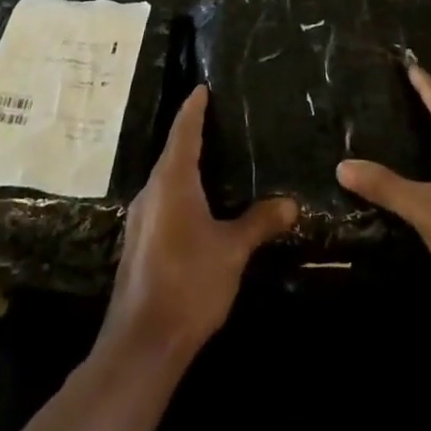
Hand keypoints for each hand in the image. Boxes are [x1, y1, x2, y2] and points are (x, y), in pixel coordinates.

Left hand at [99, 86, 295, 365]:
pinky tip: (198, 204)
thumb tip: (292, 204)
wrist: (143, 342)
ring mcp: (141, 217)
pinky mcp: (139, 241)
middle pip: (172, 152)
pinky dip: (180, 190)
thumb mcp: (232, 250)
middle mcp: (152, 191)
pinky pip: (162, 200)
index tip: (201, 88)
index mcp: (172, 181)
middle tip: (217, 120)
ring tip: (212, 158)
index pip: (184, 132)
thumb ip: (259, 222)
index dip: (193, 109)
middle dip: (191, 134)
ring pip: (166, 178)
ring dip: (185, 164)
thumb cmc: (189, 282)